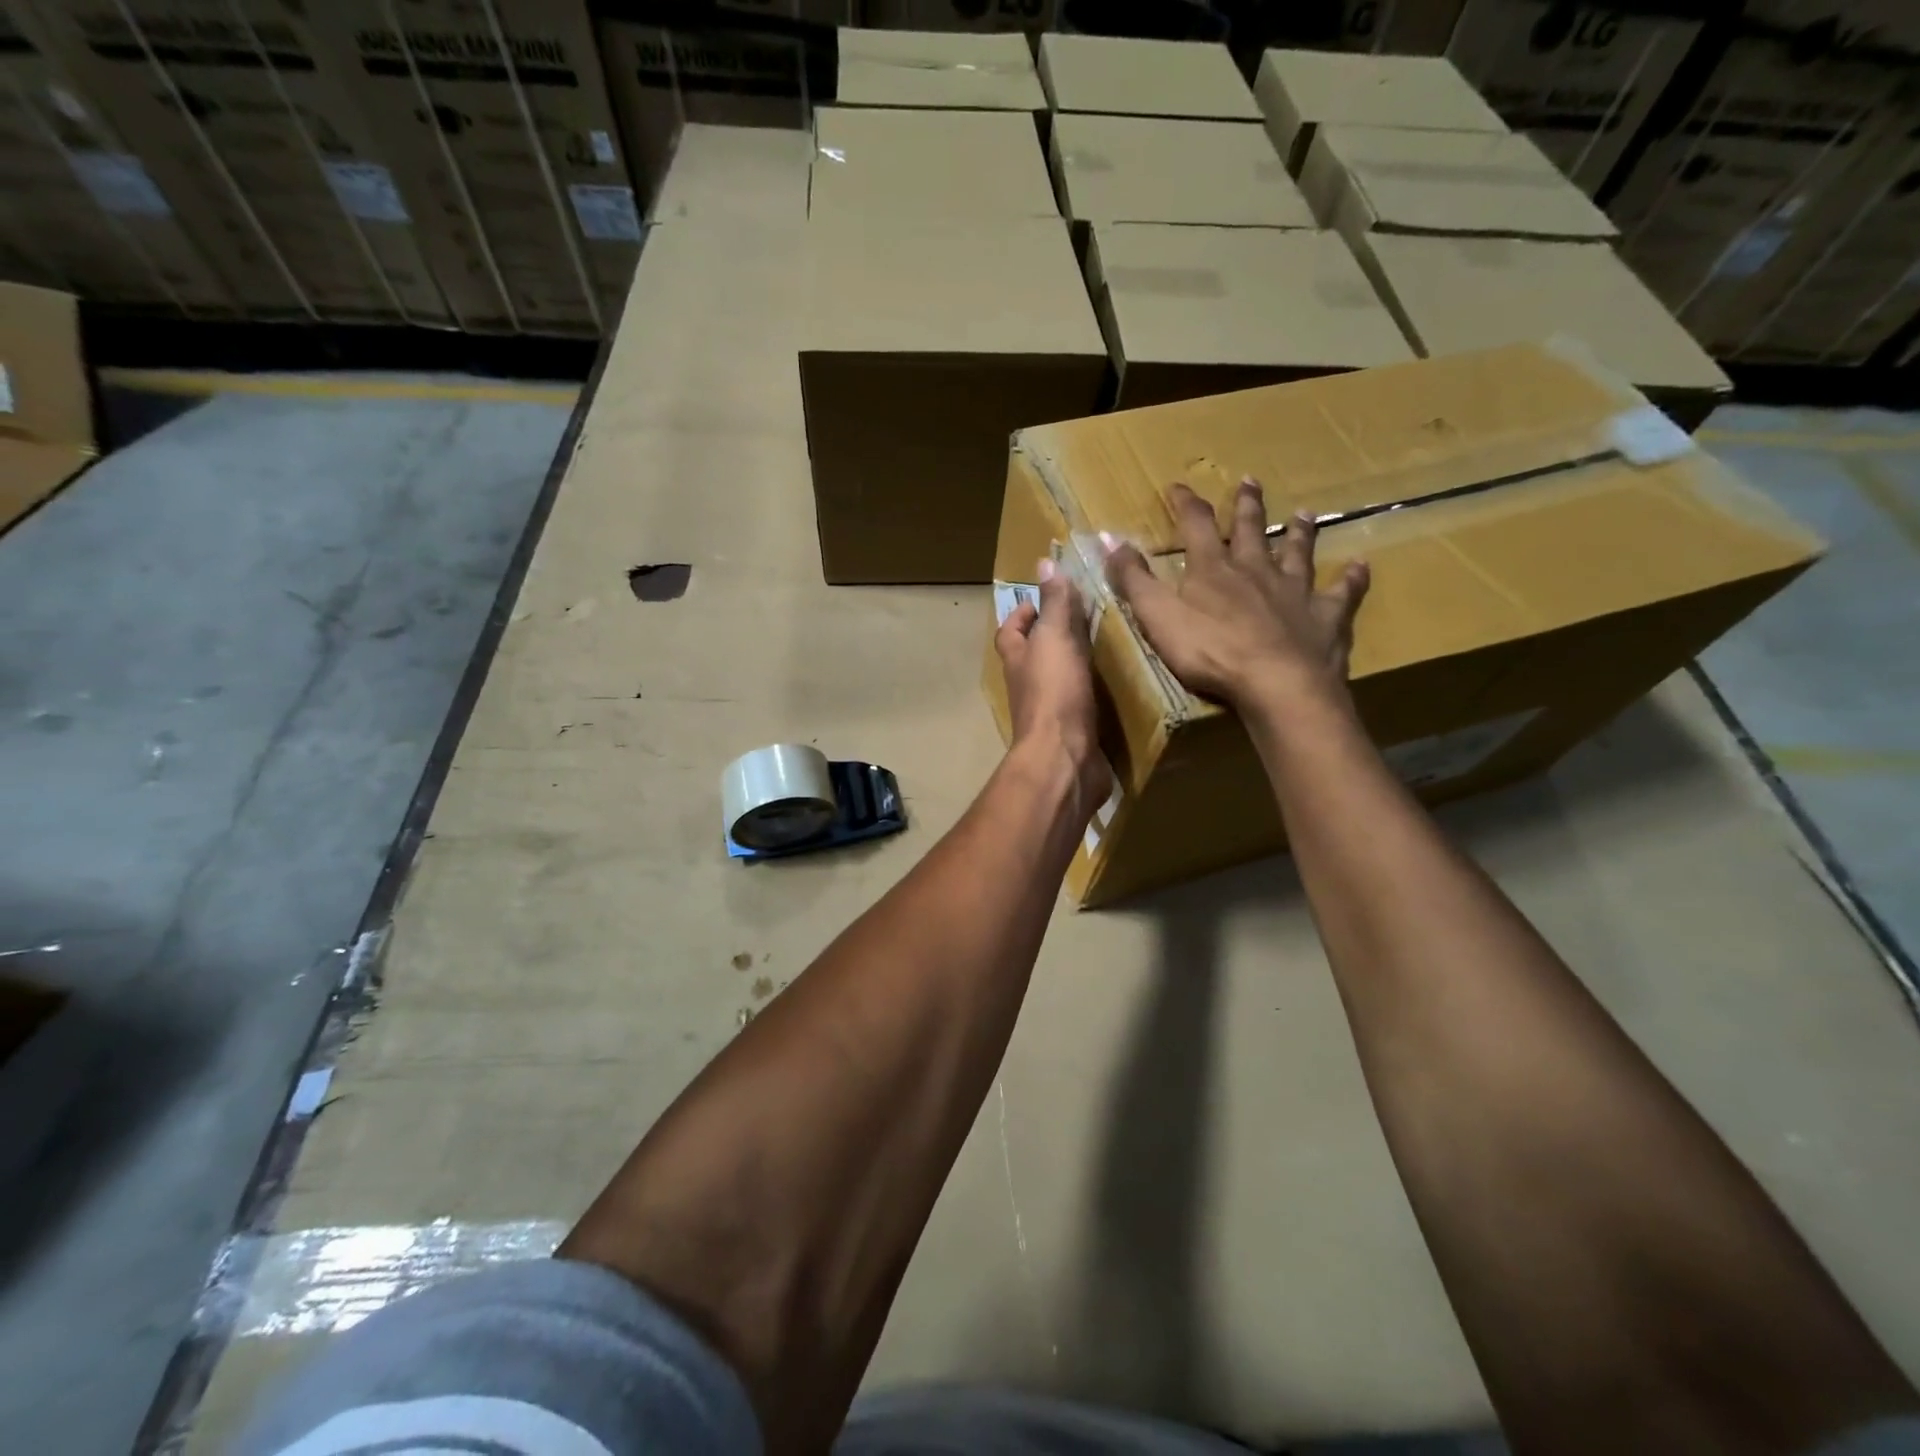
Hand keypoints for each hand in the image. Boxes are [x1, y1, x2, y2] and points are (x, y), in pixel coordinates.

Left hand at [994, 562, 1109, 812]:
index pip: (1010, 631)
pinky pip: (1083, 707)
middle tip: (1089, 620)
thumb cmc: (1055, 694)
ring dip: (1078, 667)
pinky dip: (1096, 695)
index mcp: (1018, 661)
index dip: (1022, 614)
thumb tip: (1044, 562)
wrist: (1065, 760)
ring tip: (1111, 647)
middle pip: (1034, 656)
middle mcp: (1028, 686)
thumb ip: (1054, 604)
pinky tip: (1120, 686)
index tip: (1046, 600)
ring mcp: (1050, 713)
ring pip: (1060, 681)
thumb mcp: (1055, 639)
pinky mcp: (1074, 734)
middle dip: (1055, 638)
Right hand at [1105, 479, 1368, 719]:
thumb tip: (1110, 538)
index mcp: (1213, 570)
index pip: (1194, 525)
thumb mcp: (1157, 616)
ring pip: (1298, 554)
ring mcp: (1295, 592)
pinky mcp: (1325, 618)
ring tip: (1304, 514)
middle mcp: (1256, 570)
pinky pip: (1342, 594)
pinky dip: (1352, 579)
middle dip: (1246, 506)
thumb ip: (1133, 579)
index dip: (1184, 504)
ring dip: (1299, 533)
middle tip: (1250, 481)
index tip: (1177, 486)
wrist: (1276, 683)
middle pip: (1250, 530)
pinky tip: (1361, 566)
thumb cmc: (1209, 651)